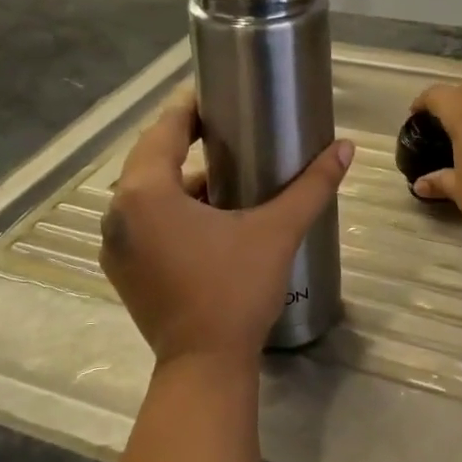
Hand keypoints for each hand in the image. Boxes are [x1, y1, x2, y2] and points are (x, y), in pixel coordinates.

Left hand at [100, 90, 353, 367]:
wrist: (204, 366)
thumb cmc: (235, 291)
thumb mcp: (276, 232)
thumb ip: (311, 186)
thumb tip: (346, 148)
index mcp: (146, 192)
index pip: (165, 129)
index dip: (191, 107)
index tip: (218, 95)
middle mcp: (119, 212)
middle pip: (151, 158)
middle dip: (186, 140)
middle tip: (226, 129)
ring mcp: (115, 244)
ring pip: (146, 192)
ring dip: (179, 178)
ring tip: (224, 172)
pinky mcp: (122, 269)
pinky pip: (142, 221)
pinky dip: (169, 209)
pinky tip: (206, 216)